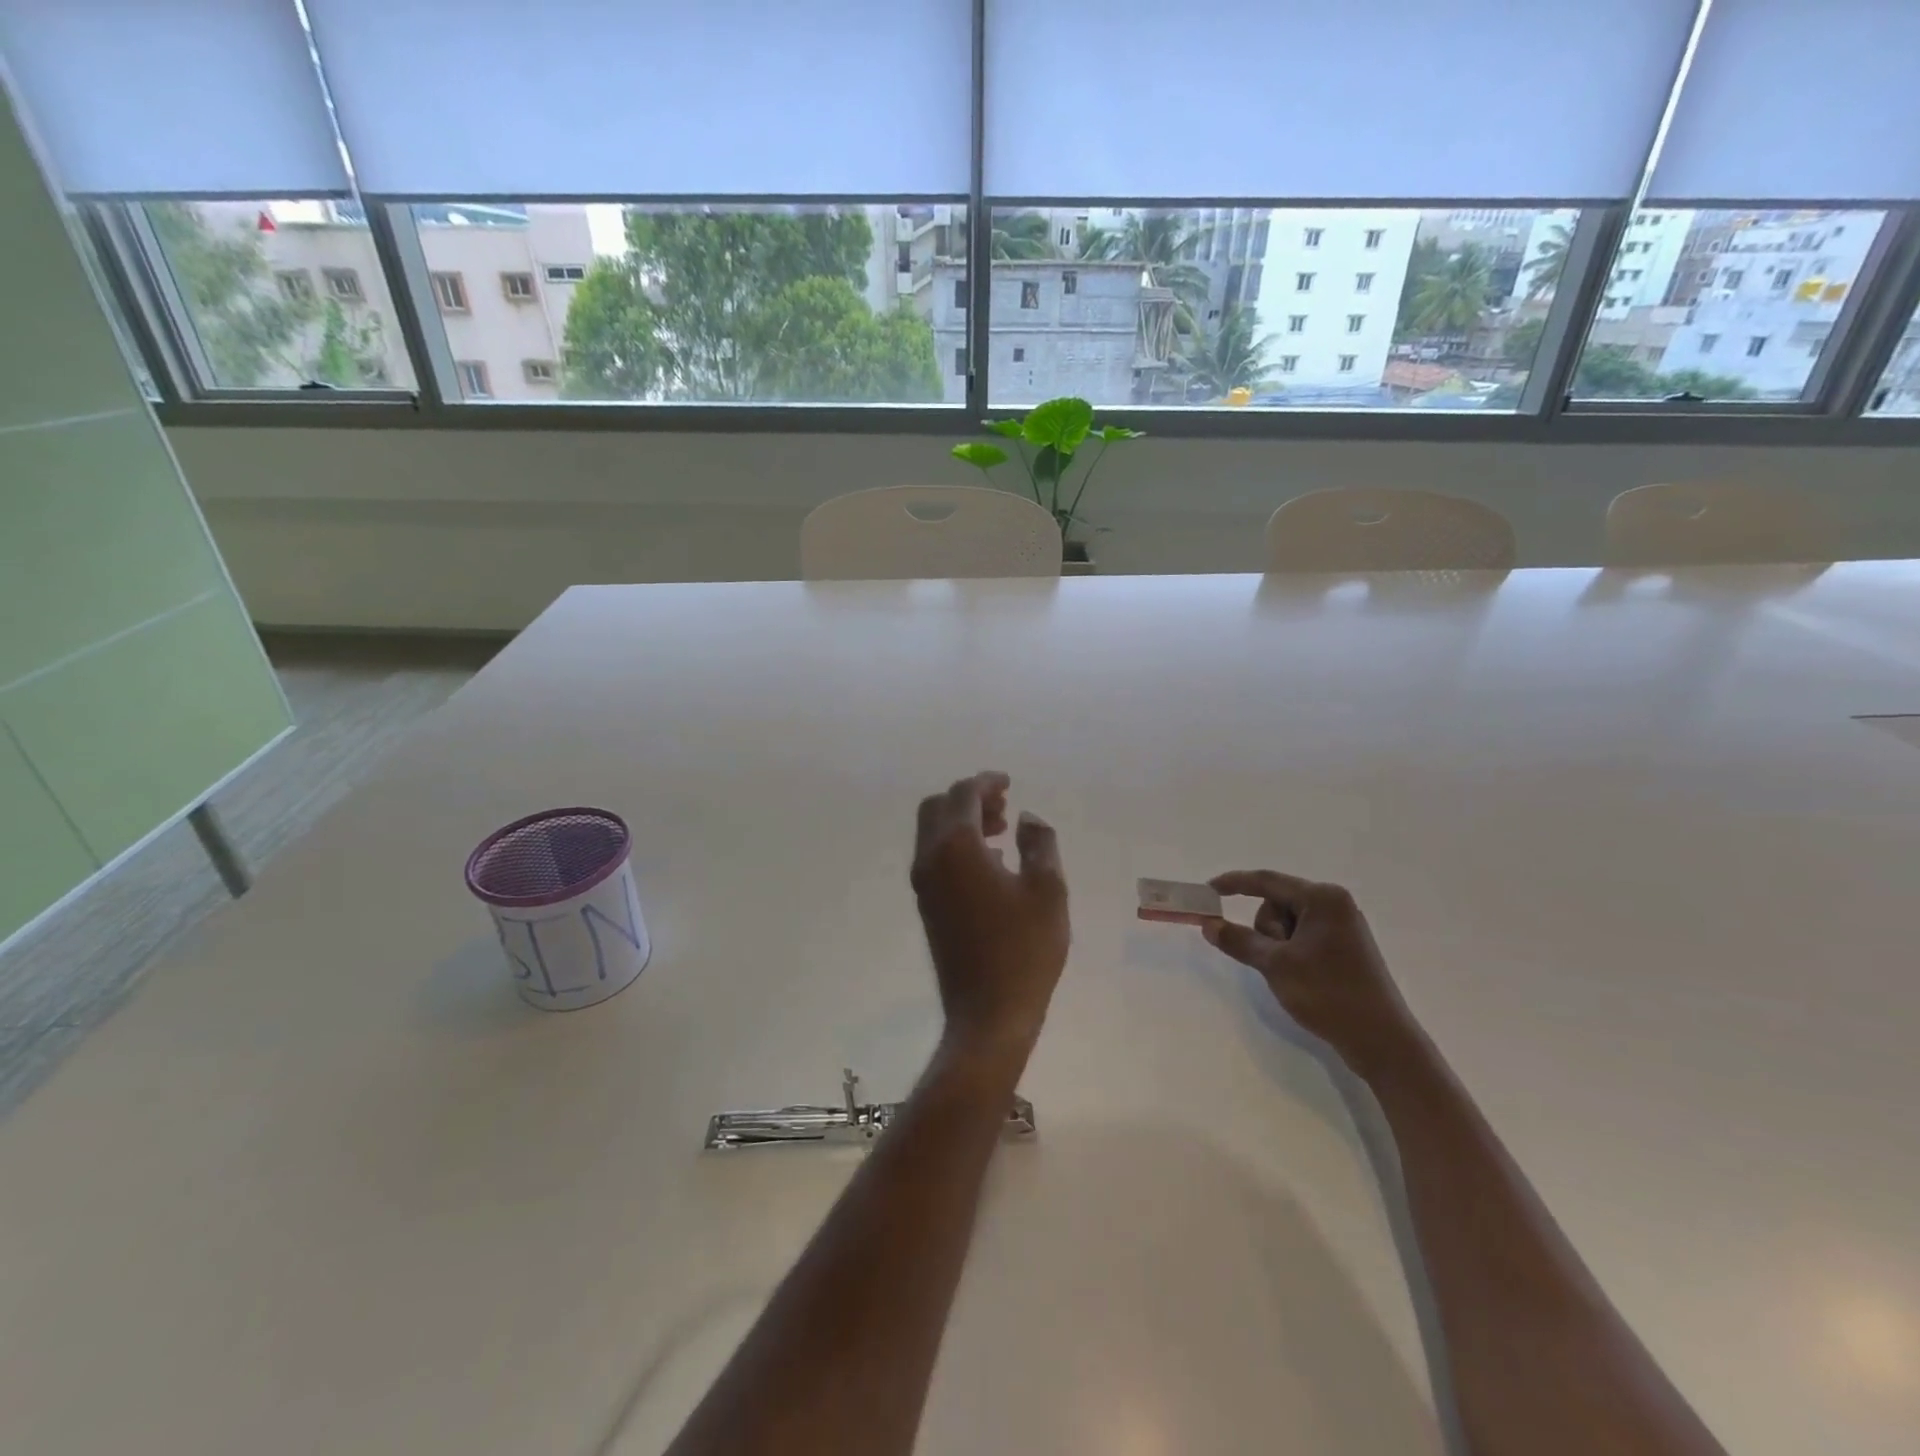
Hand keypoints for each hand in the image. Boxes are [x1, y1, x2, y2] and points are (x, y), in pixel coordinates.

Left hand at [911, 773, 1068, 1067]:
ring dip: (963, 822)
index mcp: (956, 848)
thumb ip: (1039, 843)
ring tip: (1003, 831)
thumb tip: (1027, 818)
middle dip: (969, 798)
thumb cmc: (1024, 950)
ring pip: (933, 833)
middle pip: (938, 808)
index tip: (1009, 782)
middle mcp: (930, 859)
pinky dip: (957, 845)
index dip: (986, 782)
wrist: (988, 1014)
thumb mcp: (1048, 890)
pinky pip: (935, 857)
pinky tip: (992, 863)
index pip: (963, 796)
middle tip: (1003, 805)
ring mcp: (924, 884)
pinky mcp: (927, 906)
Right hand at [1202, 871, 1418, 1074]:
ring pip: (1287, 923)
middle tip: (1275, 960)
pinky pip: (1303, 937)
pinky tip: (1300, 977)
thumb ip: (1238, 939)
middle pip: (1276, 903)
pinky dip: (1290, 951)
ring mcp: (1342, 926)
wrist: (1381, 1041)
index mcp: (1322, 898)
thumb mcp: (1275, 965)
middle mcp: (1334, 904)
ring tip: (1292, 974)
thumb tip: (1208, 924)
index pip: (1266, 881)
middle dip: (1266, 929)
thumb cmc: (1328, 993)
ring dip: (1278, 945)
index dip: (1233, 883)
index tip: (1206, 890)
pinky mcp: (1344, 948)